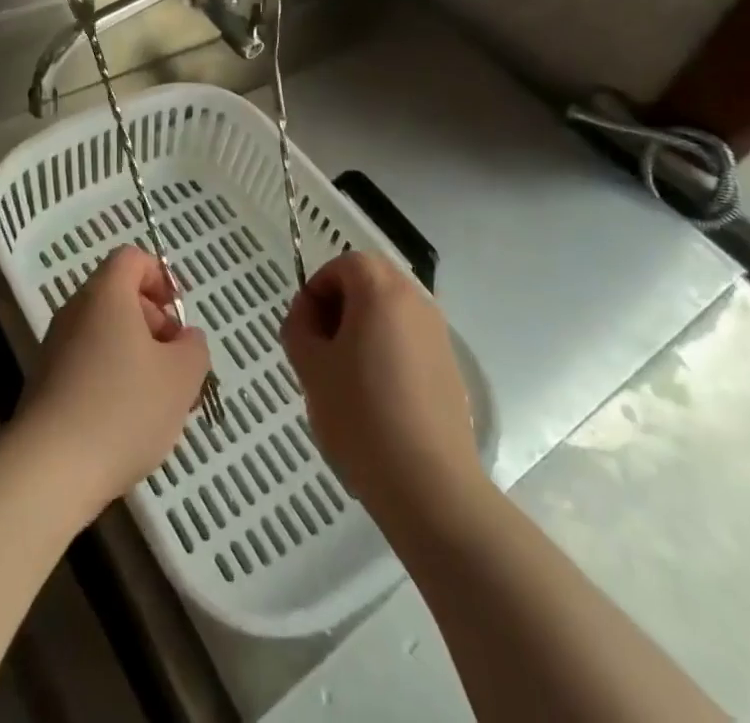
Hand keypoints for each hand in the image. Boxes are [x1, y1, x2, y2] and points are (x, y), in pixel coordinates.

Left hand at [15, 245, 211, 517]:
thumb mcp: (182, 376)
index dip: (161, 277)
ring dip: (135, 355)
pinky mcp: (44, 384)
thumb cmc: (124, 408)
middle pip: (118, 296)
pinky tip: (126, 422)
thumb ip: (193, 347)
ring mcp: (55, 347)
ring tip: (158, 400)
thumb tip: (184, 338)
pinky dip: (111, 378)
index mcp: (106, 294)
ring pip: (104, 334)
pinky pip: (86, 364)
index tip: (179, 315)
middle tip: (175, 362)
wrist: (48, 470)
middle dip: (153, 322)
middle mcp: (75, 310)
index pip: (131, 258)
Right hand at [281, 252, 482, 529]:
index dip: (318, 289)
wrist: (429, 485)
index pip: (344, 264)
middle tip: (321, 349)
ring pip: (390, 312)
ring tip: (345, 377)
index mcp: (381, 290)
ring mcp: (439, 334)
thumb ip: (299, 327)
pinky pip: (409, 340)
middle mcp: (416, 300)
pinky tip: (376, 398)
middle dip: (340, 306)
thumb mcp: (311, 367)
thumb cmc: (361, 416)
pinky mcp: (450, 366)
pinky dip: (387, 351)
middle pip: (370, 282)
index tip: (305, 329)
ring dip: (363, 329)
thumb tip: (308, 315)